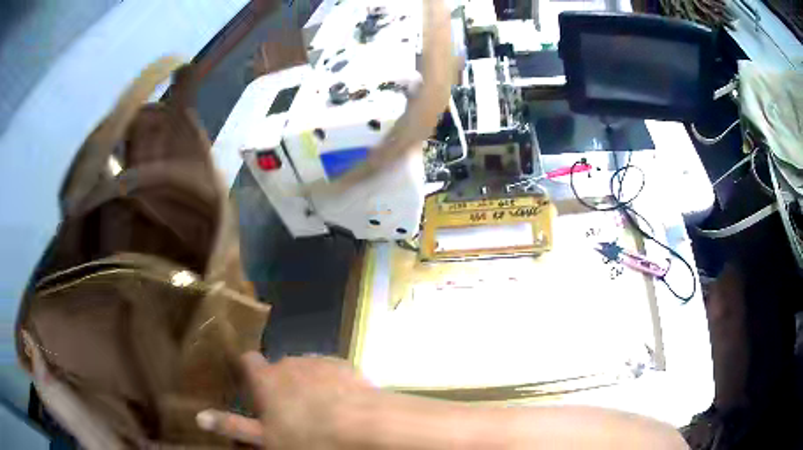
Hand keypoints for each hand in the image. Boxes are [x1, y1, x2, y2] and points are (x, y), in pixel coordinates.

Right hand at [197, 352, 373, 447]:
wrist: (363, 424)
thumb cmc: (308, 436)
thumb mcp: (266, 438)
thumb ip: (231, 425)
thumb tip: (200, 417)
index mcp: (265, 378)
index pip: (247, 360)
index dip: (248, 370)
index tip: (252, 386)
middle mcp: (289, 363)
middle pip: (279, 368)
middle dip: (281, 384)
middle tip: (289, 409)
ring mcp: (318, 362)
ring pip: (305, 370)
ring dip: (306, 383)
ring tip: (318, 409)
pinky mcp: (344, 365)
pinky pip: (329, 372)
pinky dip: (330, 383)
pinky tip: (340, 402)